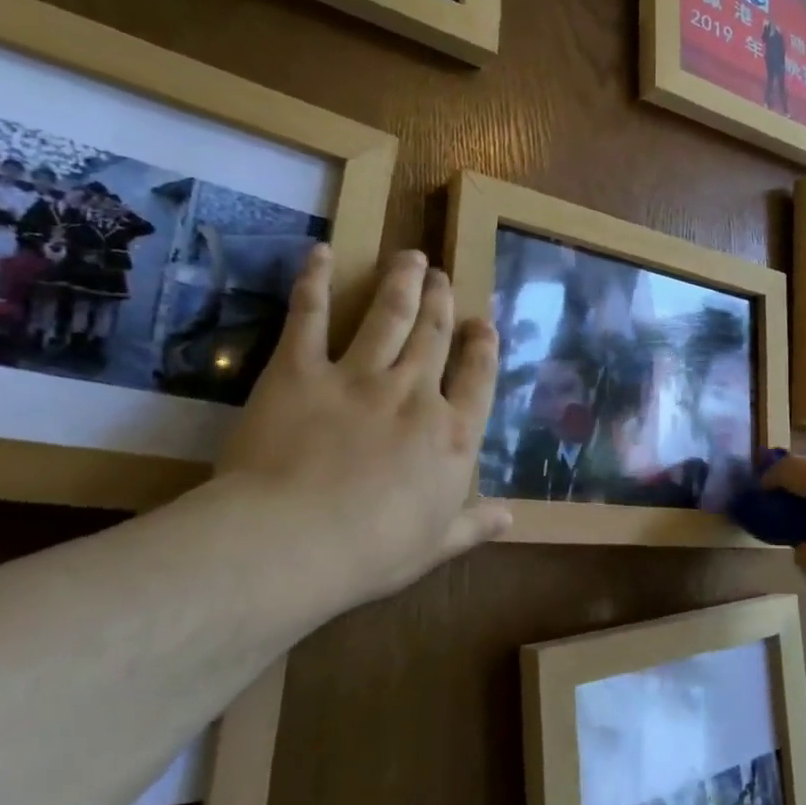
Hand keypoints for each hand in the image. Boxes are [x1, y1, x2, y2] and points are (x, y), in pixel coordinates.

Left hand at [214, 245, 509, 609]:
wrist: (294, 542)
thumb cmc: (373, 552)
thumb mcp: (436, 544)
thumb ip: (475, 524)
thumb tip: (511, 517)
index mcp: (452, 435)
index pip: (477, 378)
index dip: (482, 347)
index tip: (482, 324)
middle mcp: (415, 393)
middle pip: (435, 335)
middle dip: (442, 301)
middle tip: (441, 276)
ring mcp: (359, 376)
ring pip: (389, 315)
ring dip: (401, 282)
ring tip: (409, 257)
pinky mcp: (300, 370)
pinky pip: (310, 316)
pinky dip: (315, 282)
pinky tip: (322, 253)